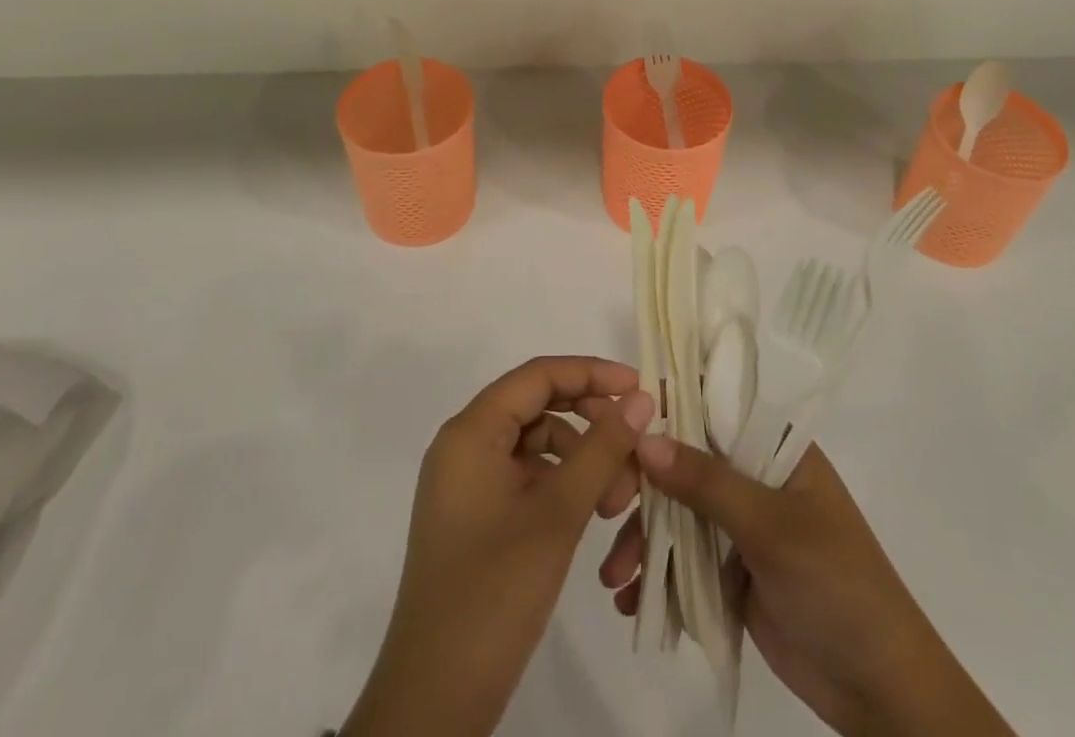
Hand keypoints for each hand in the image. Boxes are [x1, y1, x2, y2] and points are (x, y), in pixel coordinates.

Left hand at [342, 357, 653, 736]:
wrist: (434, 700)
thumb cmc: (494, 593)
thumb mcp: (558, 514)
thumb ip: (602, 449)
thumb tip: (640, 399)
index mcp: (471, 431)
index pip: (538, 376)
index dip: (591, 373)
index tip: (639, 389)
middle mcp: (464, 445)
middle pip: (537, 405)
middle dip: (590, 422)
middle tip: (634, 450)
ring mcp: (467, 482)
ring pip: (536, 444)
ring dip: (581, 458)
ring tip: (616, 500)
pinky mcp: (475, 515)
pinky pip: (525, 476)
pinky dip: (561, 484)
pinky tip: (590, 511)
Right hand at [603, 438, 1013, 736]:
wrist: (881, 690)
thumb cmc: (836, 585)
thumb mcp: (771, 528)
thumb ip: (707, 483)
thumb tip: (643, 439)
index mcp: (774, 446)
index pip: (710, 405)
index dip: (663, 409)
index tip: (616, 426)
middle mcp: (754, 475)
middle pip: (684, 461)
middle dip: (642, 485)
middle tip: (606, 509)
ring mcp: (741, 524)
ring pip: (677, 513)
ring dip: (643, 540)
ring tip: (614, 579)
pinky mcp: (732, 571)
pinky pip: (684, 560)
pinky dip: (657, 577)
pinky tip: (632, 602)